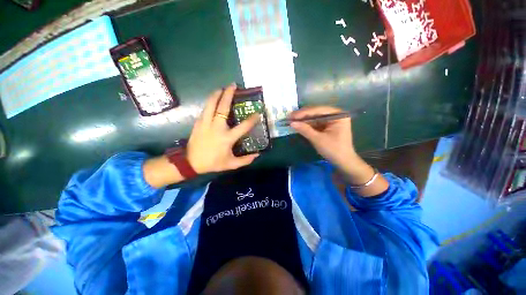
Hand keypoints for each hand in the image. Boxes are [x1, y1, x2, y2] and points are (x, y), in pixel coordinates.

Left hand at [186, 83, 259, 173]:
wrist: (191, 162)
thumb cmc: (213, 163)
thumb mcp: (231, 164)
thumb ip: (245, 160)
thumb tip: (257, 154)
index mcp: (227, 138)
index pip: (243, 126)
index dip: (252, 119)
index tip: (258, 113)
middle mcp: (217, 128)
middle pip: (223, 108)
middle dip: (229, 95)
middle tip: (233, 86)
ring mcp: (206, 123)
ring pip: (211, 104)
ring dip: (217, 94)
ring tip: (222, 88)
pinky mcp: (198, 123)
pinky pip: (205, 109)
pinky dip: (210, 102)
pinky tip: (213, 99)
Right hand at [290, 106, 388, 196]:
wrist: (343, 162)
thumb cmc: (334, 150)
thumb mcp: (318, 139)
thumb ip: (305, 130)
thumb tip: (291, 123)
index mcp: (338, 115)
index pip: (318, 110)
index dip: (303, 113)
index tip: (291, 116)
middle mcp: (335, 115)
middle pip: (316, 112)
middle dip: (302, 116)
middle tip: (289, 117)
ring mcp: (331, 121)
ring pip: (314, 118)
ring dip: (303, 120)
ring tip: (291, 120)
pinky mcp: (328, 127)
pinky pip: (316, 123)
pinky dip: (307, 125)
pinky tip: (299, 125)